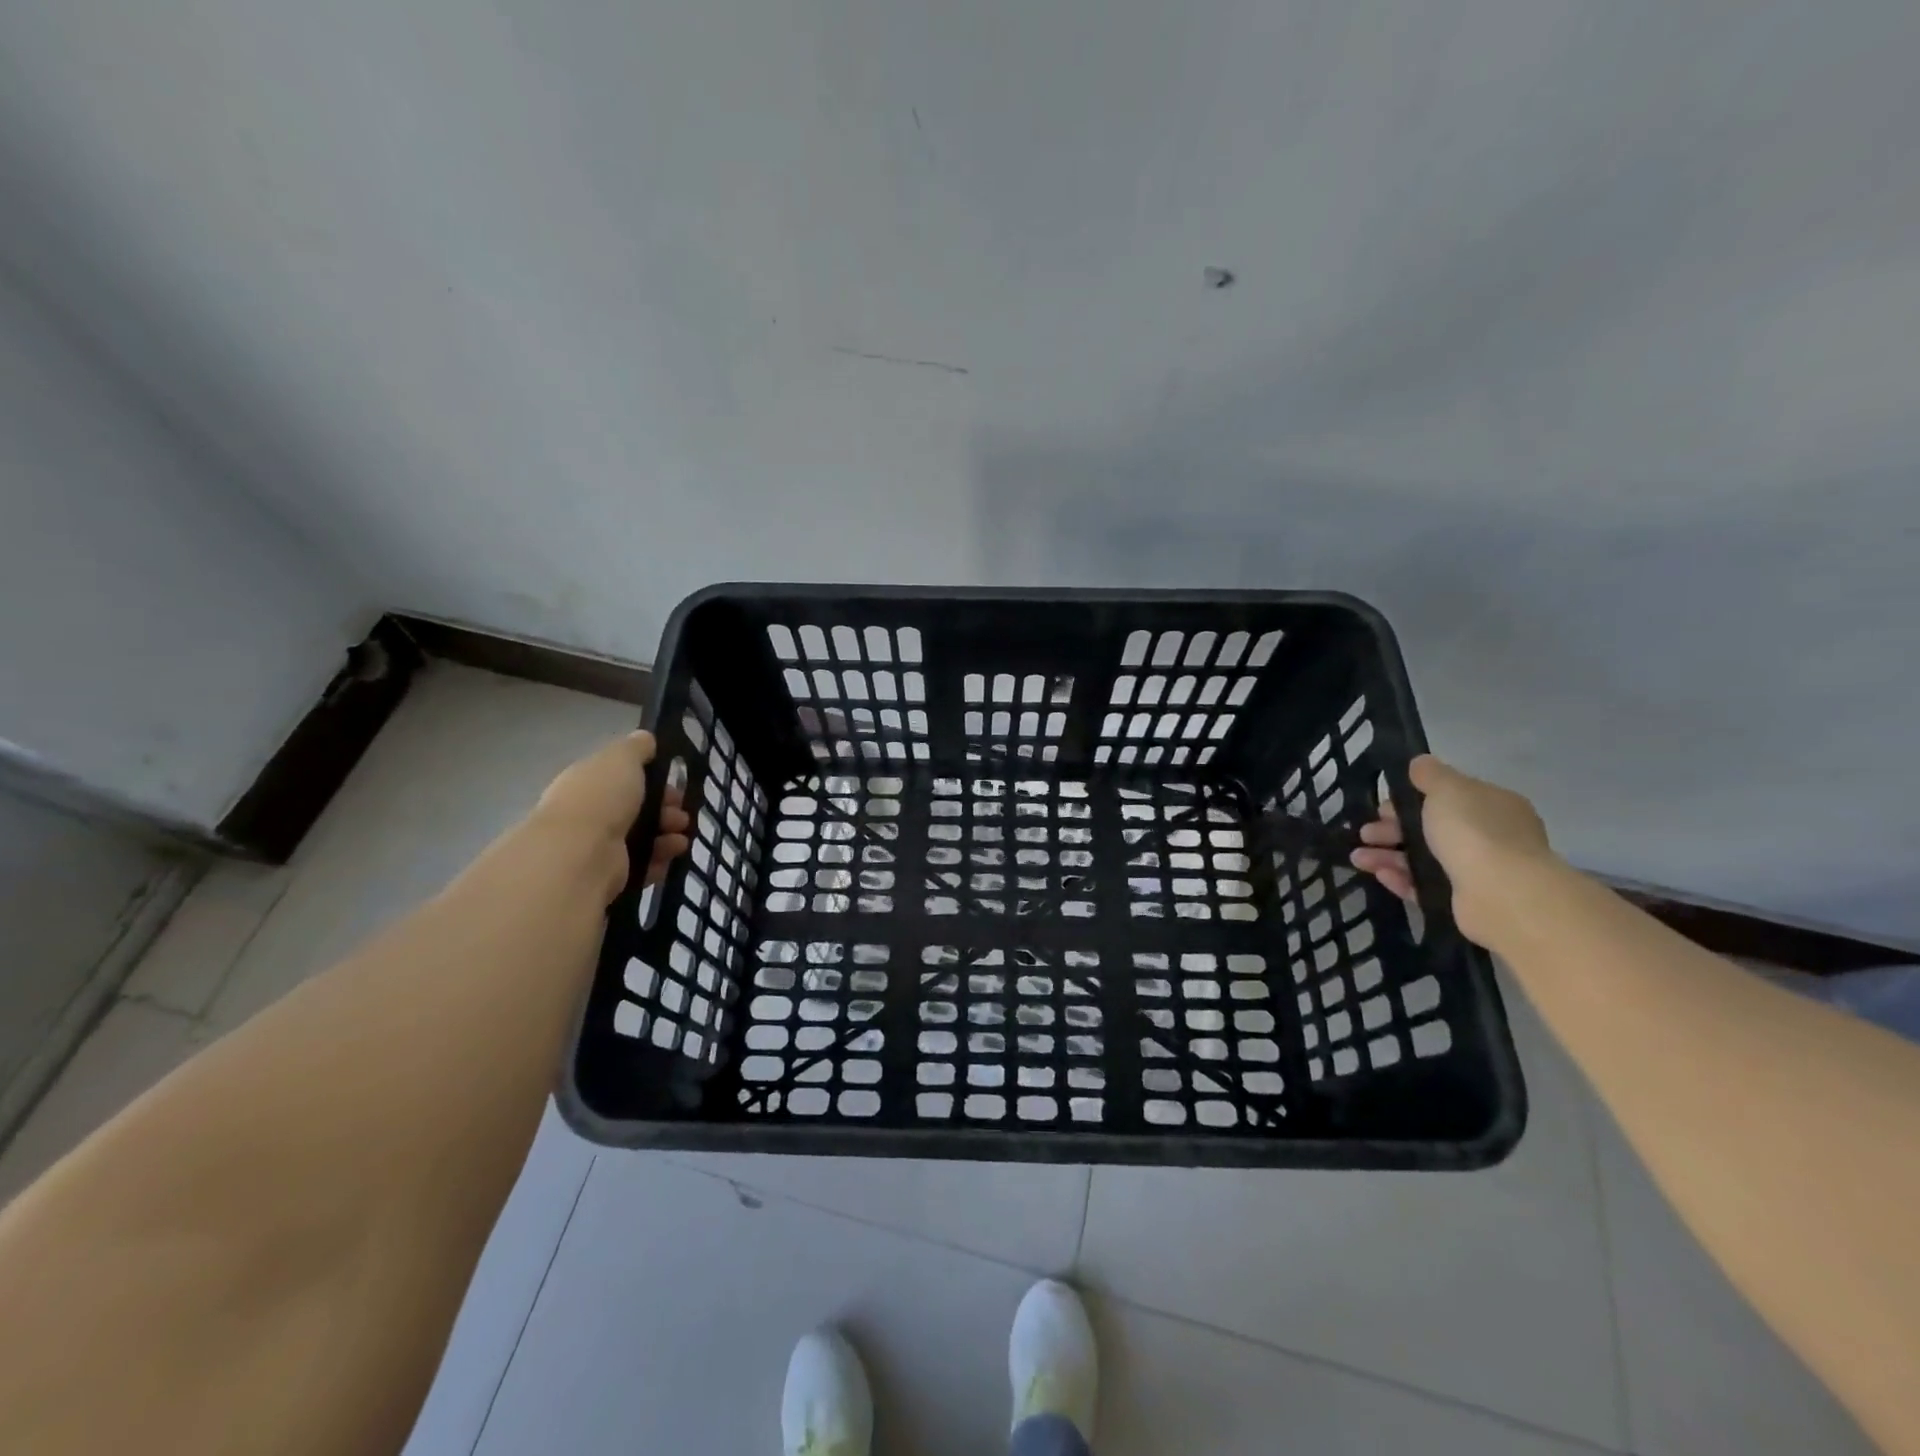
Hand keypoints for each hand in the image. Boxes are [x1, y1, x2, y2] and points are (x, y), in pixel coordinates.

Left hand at [530, 731, 690, 893]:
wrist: (579, 854)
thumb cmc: (601, 798)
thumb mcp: (621, 758)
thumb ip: (636, 747)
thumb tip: (645, 738)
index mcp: (588, 782)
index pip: (624, 778)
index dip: (654, 780)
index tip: (675, 785)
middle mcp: (590, 813)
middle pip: (637, 809)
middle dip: (666, 810)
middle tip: (682, 815)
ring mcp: (597, 847)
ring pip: (642, 838)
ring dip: (667, 836)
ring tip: (681, 839)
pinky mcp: (607, 875)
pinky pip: (641, 865)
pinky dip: (659, 860)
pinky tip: (671, 857)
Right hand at [1350, 754, 1553, 946]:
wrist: (1502, 894)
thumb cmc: (1473, 832)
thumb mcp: (1448, 789)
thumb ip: (1431, 774)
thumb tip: (1420, 762)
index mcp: (1492, 806)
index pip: (1448, 798)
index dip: (1411, 799)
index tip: (1383, 806)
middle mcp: (1489, 837)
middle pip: (1430, 829)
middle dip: (1392, 829)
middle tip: (1365, 833)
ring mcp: (1477, 871)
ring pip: (1423, 858)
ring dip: (1388, 855)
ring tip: (1358, 858)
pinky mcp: (1463, 900)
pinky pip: (1425, 886)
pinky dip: (1402, 879)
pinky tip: (1379, 874)